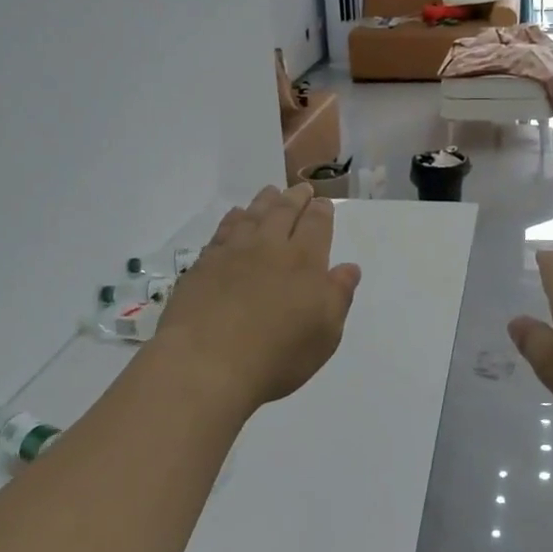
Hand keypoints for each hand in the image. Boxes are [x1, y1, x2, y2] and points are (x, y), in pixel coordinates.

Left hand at [153, 184, 362, 415]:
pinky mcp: (204, 264)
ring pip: (252, 215)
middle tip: (301, 189)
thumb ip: (338, 296)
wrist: (206, 362)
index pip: (316, 225)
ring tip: (271, 192)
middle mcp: (269, 247)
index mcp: (304, 262)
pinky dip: (233, 219)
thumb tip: (349, 268)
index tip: (323, 203)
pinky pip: (223, 230)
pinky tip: (235, 216)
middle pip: (284, 212)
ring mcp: (233, 252)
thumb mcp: (324, 335)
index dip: (321, 212)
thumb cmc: (276, 355)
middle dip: (296, 198)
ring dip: (265, 201)